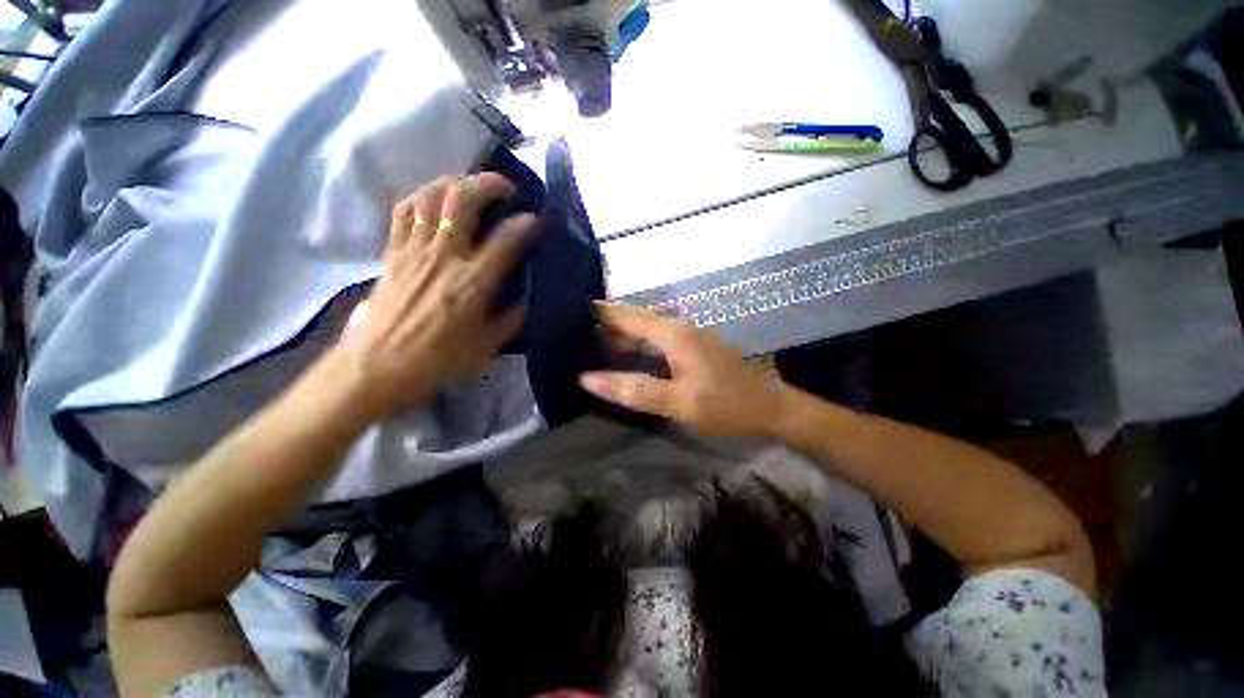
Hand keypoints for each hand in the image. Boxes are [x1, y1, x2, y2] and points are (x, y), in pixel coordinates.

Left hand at [339, 174, 536, 417]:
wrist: (376, 368)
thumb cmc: (437, 361)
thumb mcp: (487, 347)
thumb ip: (512, 319)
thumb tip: (528, 298)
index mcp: (473, 282)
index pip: (506, 238)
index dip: (526, 224)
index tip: (537, 220)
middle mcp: (444, 256)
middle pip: (462, 200)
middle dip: (488, 184)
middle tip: (506, 188)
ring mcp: (414, 250)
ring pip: (430, 196)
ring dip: (454, 182)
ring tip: (471, 187)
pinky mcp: (392, 253)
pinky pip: (404, 211)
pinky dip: (421, 197)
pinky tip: (434, 201)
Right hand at [579, 304, 790, 437]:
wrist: (768, 406)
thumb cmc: (725, 405)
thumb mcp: (678, 403)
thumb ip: (635, 390)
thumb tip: (588, 379)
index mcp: (673, 334)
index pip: (627, 316)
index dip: (600, 313)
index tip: (570, 311)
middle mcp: (679, 327)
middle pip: (635, 317)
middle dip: (607, 318)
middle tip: (575, 327)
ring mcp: (688, 334)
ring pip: (646, 325)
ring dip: (621, 329)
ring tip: (591, 338)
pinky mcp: (692, 345)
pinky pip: (656, 335)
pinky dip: (636, 339)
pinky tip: (626, 351)